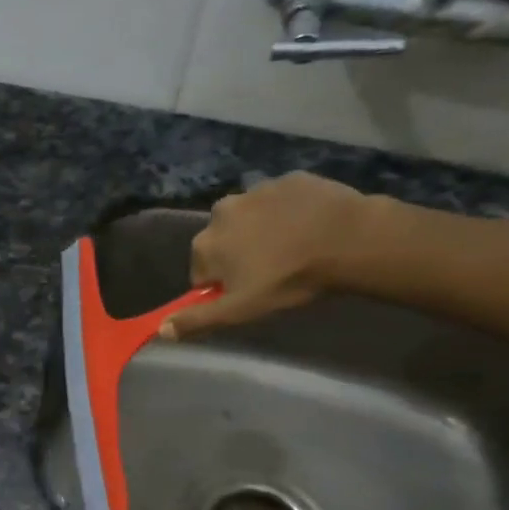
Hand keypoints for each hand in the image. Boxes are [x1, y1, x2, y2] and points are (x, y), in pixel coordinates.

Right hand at [158, 172, 378, 339]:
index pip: (201, 272)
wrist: (349, 239)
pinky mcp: (288, 179)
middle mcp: (220, 211)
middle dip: (238, 255)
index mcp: (205, 243)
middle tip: (271, 272)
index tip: (247, 292)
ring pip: (250, 219)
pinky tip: (309, 227)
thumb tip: (159, 330)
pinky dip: (288, 213)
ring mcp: (255, 190)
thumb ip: (198, 319)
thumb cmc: (289, 279)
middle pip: (222, 241)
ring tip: (293, 248)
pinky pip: (279, 200)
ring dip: (262, 232)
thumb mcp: (242, 309)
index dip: (222, 286)